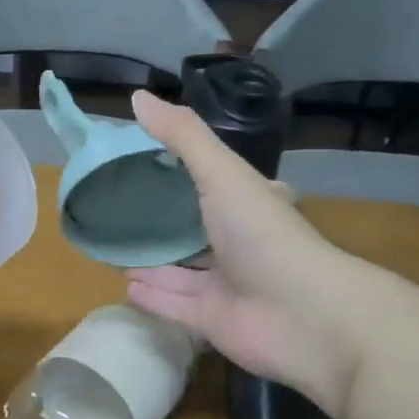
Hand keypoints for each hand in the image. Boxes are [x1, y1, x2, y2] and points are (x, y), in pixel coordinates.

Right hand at [124, 92, 370, 409]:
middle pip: (197, 230)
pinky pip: (175, 305)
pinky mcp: (214, 321)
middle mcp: (240, 243)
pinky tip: (124, 285)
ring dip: (154, 261)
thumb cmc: (263, 234)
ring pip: (182, 271)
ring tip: (115, 247)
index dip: (194, 173)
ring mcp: (227, 285)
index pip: (220, 183)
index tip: (156, 160)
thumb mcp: (222, 173)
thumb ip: (182, 136)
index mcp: (249, 204)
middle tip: (125, 209)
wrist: (303, 315)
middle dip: (167, 223)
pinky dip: (152, 296)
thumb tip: (137, 97)